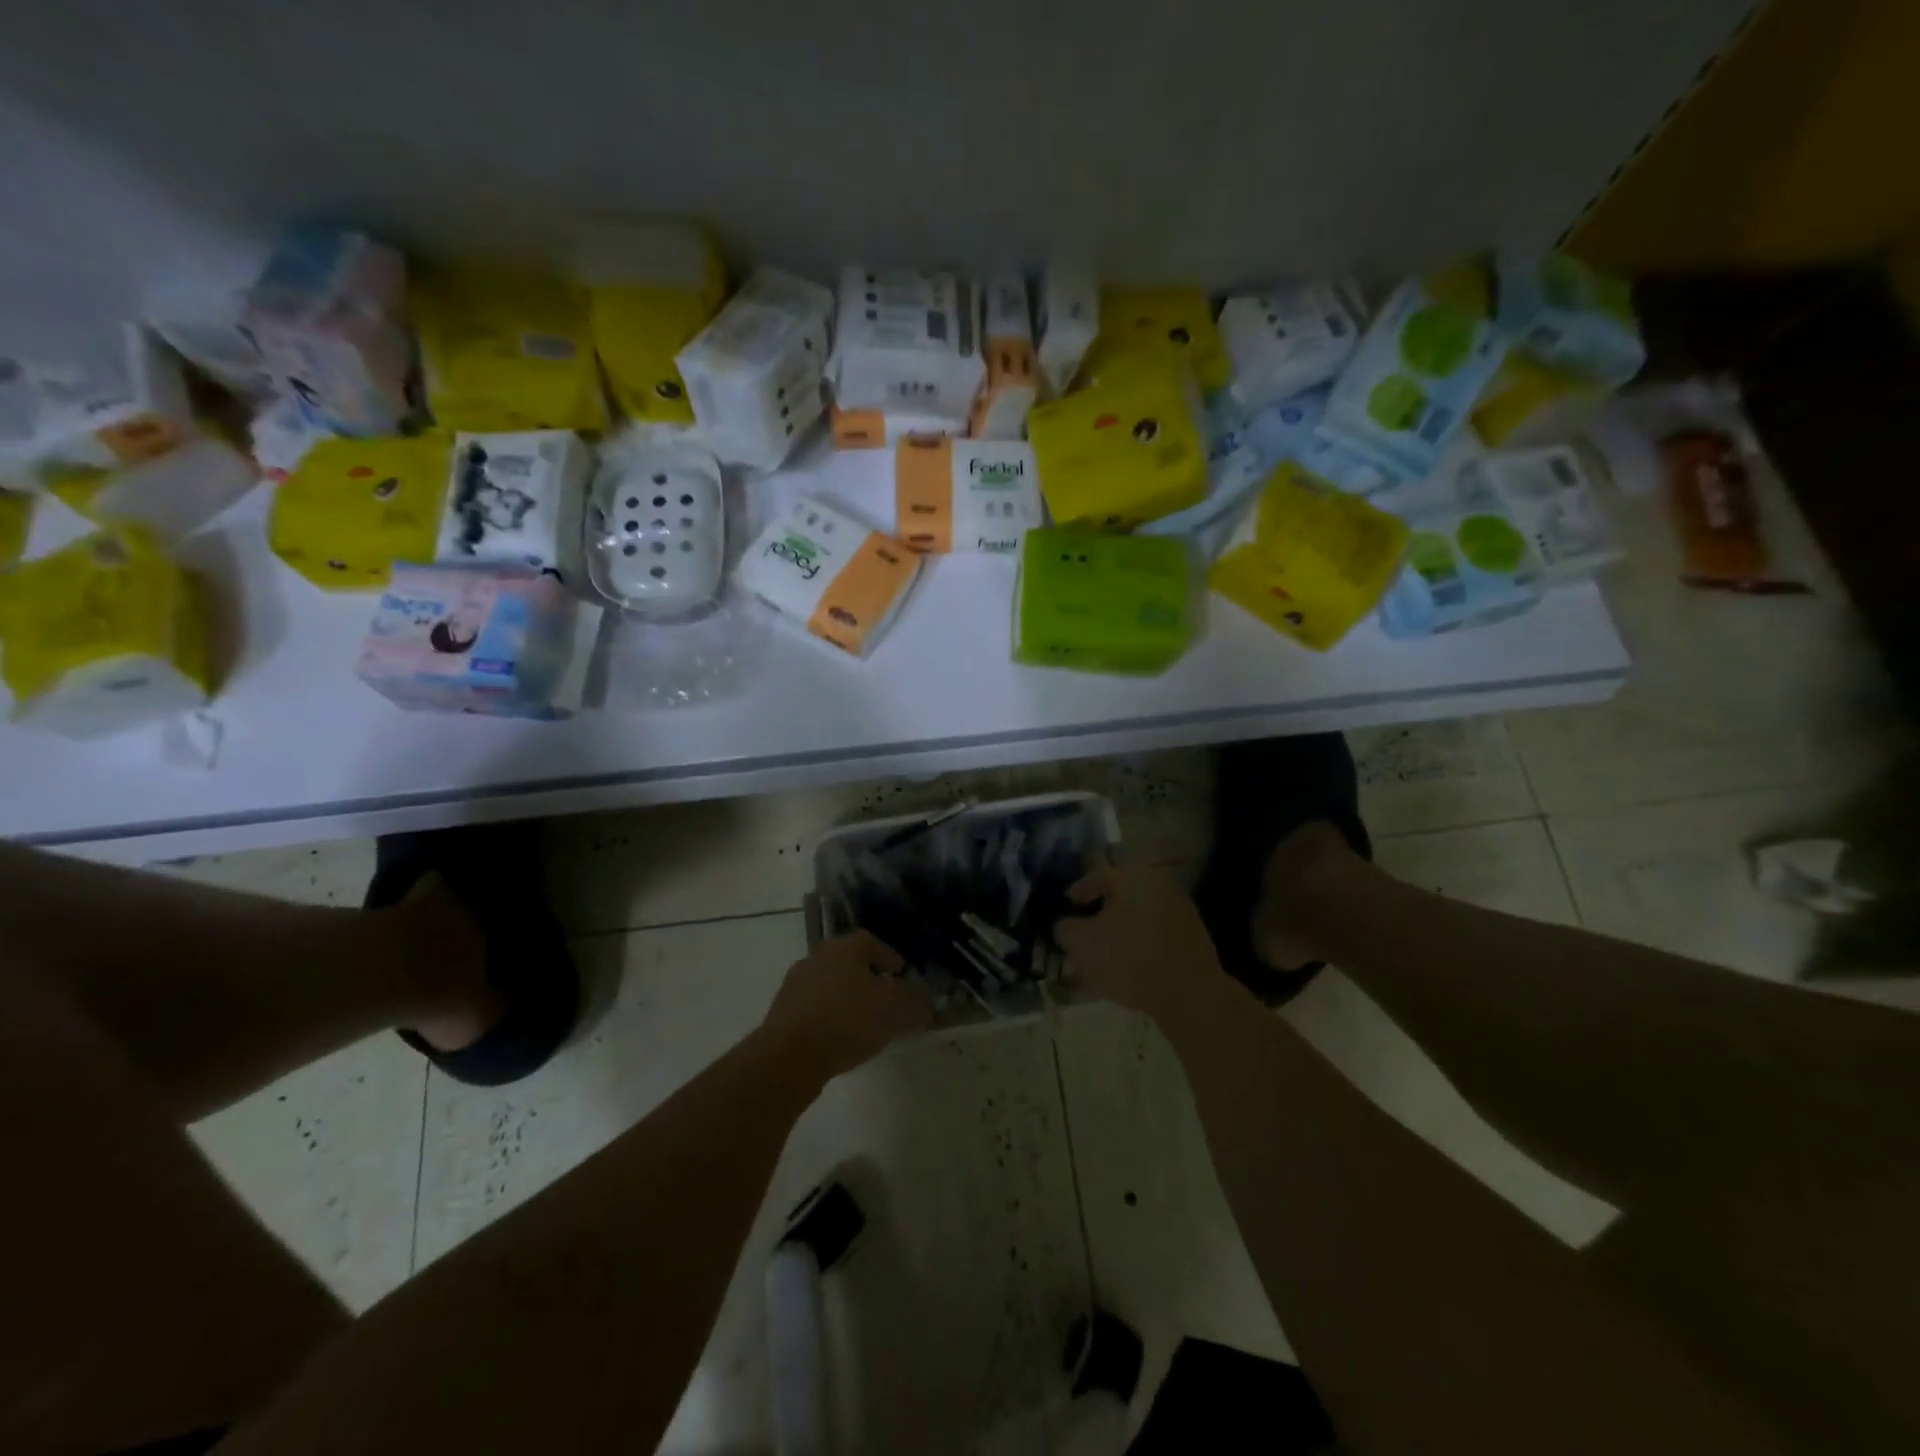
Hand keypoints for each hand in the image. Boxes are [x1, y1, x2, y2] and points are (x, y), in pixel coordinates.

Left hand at [760, 931, 932, 1081]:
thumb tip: (924, 996)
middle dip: (868, 978)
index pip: (873, 943)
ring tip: (864, 1023)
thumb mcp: (894, 1009)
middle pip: (850, 962)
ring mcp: (796, 983)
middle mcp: (818, 956)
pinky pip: (815, 1008)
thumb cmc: (847, 1020)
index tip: (902, 977)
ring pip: (831, 985)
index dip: (890, 958)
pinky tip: (840, 1038)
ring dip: (847, 998)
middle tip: (885, 999)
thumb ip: (914, 999)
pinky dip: (830, 1017)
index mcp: (845, 946)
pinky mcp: (783, 1012)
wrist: (788, 1056)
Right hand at [1053, 865, 1229, 1023]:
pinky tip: (1129, 969)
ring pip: (1140, 918)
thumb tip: (1064, 924)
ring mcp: (1182, 913)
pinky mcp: (1194, 940)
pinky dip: (1140, 946)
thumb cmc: (1130, 959)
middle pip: (1122, 897)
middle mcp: (1161, 887)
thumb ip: (1065, 928)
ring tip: (1104, 958)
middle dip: (1099, 915)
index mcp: (1134, 878)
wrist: (1189, 994)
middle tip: (1083, 935)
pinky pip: (1157, 936)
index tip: (1068, 905)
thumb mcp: (1082, 944)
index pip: (1100, 873)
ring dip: (1120, 932)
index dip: (1080, 889)